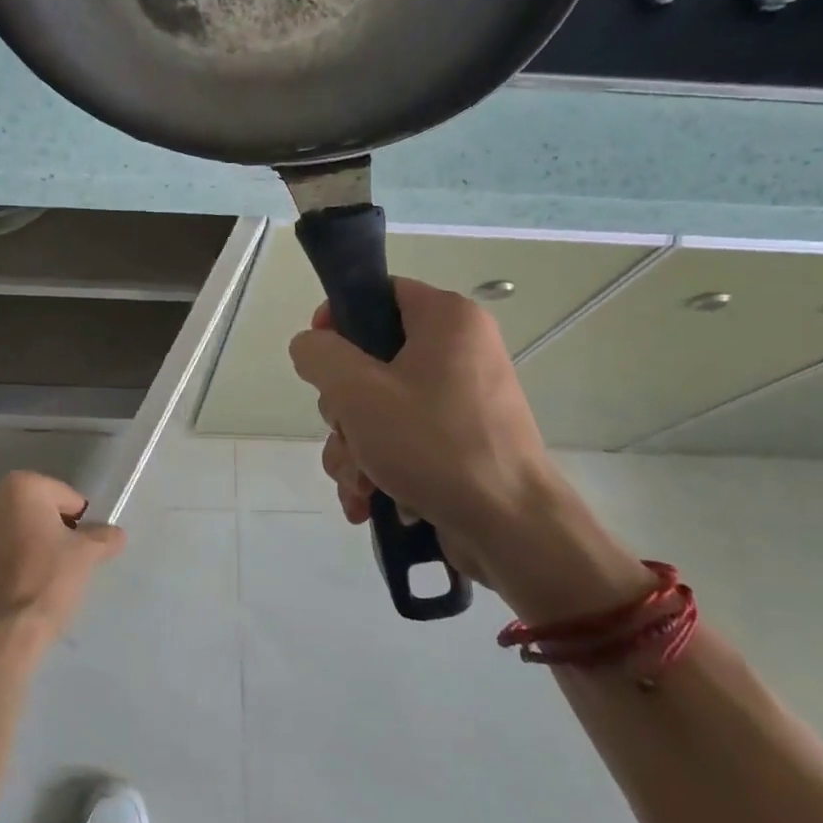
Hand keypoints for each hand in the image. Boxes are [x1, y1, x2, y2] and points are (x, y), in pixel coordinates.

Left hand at [0, 471, 124, 660]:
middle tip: (68, 561)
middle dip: (54, 529)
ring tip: (46, 575)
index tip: (83, 548)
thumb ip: (103, 538)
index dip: (80, 522)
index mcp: (21, 486)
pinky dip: (11, 559)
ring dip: (32, 543)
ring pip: (16, 529)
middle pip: (37, 509)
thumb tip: (116, 534)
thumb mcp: (86, 556)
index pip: (66, 497)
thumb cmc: (45, 581)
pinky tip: (22, 585)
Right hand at [289, 278, 648, 619]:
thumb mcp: (358, 391)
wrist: (511, 530)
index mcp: (446, 319)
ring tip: (360, 484)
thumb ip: (320, 355)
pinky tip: (368, 501)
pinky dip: (379, 466)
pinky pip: (402, 438)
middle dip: (343, 408)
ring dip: (354, 446)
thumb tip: (310, 348)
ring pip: (379, 406)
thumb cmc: (435, 444)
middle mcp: (459, 351)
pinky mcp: (459, 442)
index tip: (318, 359)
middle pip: (371, 358)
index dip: (338, 319)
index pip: (378, 293)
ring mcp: (460, 400)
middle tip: (347, 432)